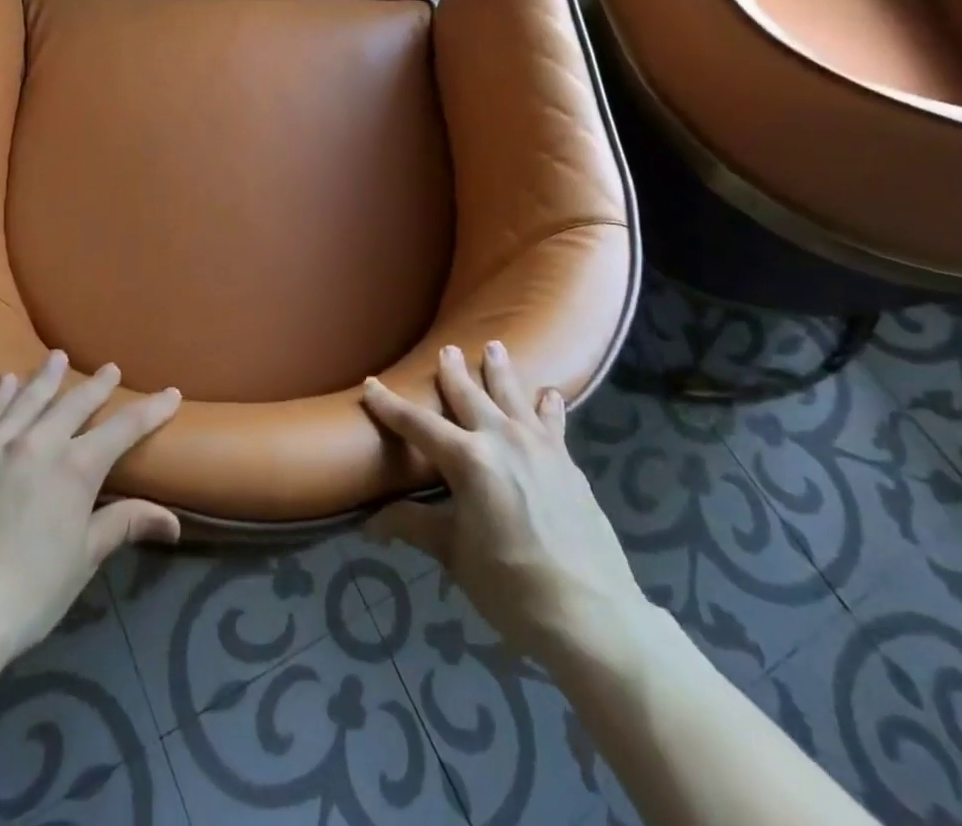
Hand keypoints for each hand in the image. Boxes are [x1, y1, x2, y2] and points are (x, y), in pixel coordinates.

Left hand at [0, 352, 180, 666]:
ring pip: (28, 400)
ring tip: (57, 357)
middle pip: (75, 403)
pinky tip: (4, 382)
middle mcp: (39, 444)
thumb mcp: (83, 559)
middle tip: (110, 369)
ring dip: (47, 377)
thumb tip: (174, 522)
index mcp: (76, 467)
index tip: (171, 394)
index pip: (124, 428)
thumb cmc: (28, 593)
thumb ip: (124, 525)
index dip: (151, 410)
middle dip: (98, 386)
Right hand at [361, 343, 648, 664]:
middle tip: (446, 349)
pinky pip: (553, 422)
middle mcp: (502, 440)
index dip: (390, 405)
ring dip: (501, 371)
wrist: (592, 615)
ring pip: (514, 396)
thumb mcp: (455, 556)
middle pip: (470, 396)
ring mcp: (540, 447)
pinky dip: (548, 406)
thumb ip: (415, 526)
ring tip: (495, 346)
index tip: (370, 384)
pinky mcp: (567, 463)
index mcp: (468, 460)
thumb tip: (369, 523)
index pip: (418, 425)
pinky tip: (549, 395)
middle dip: (454, 372)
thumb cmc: (511, 588)